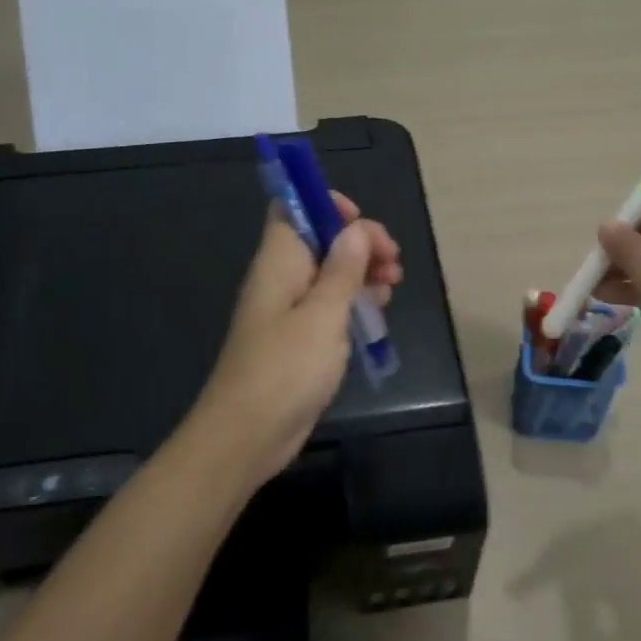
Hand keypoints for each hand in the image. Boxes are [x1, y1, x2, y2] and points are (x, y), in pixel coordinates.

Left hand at [190, 194, 401, 489]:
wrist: (247, 435)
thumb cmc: (285, 369)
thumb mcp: (323, 315)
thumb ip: (342, 269)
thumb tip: (356, 228)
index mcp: (278, 262)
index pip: (293, 209)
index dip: (327, 205)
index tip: (363, 223)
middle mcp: (281, 279)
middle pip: (320, 240)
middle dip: (359, 242)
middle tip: (393, 262)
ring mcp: (288, 310)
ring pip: (328, 274)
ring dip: (362, 272)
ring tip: (393, 285)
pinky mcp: (298, 339)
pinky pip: (328, 306)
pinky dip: (353, 302)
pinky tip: (378, 313)